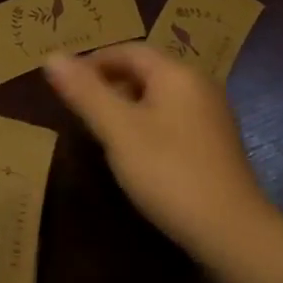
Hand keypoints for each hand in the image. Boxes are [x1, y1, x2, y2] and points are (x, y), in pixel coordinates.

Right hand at [44, 44, 270, 258]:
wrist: (231, 231)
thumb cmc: (169, 172)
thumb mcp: (118, 130)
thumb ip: (85, 92)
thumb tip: (51, 56)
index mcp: (177, 73)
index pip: (129, 50)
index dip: (93, 61)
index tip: (65, 83)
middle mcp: (199, 85)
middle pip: (146, 70)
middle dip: (109, 82)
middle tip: (78, 107)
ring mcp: (211, 115)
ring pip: (159, 96)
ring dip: (126, 104)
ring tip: (99, 129)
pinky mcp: (215, 144)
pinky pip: (173, 119)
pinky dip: (146, 124)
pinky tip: (134, 152)